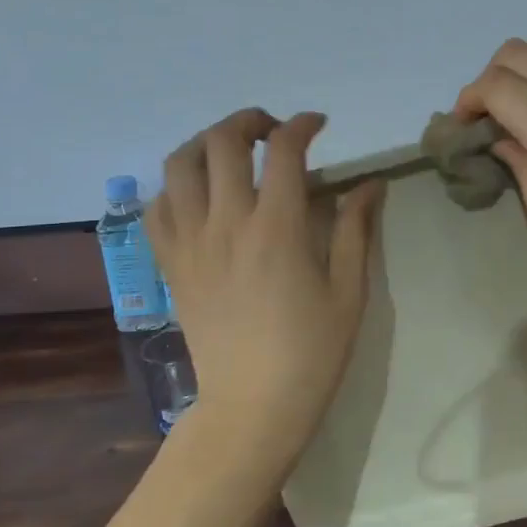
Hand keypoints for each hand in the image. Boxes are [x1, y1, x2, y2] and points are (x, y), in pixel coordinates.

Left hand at [148, 109, 383, 470]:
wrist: (253, 405)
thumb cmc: (311, 351)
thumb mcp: (349, 290)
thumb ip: (355, 228)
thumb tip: (370, 183)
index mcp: (277, 228)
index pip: (284, 150)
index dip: (303, 125)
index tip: (318, 125)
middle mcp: (227, 224)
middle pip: (223, 142)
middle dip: (250, 121)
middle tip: (274, 131)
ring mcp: (190, 243)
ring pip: (179, 165)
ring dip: (206, 143)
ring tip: (231, 152)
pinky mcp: (171, 265)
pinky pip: (156, 208)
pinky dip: (174, 187)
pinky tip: (198, 195)